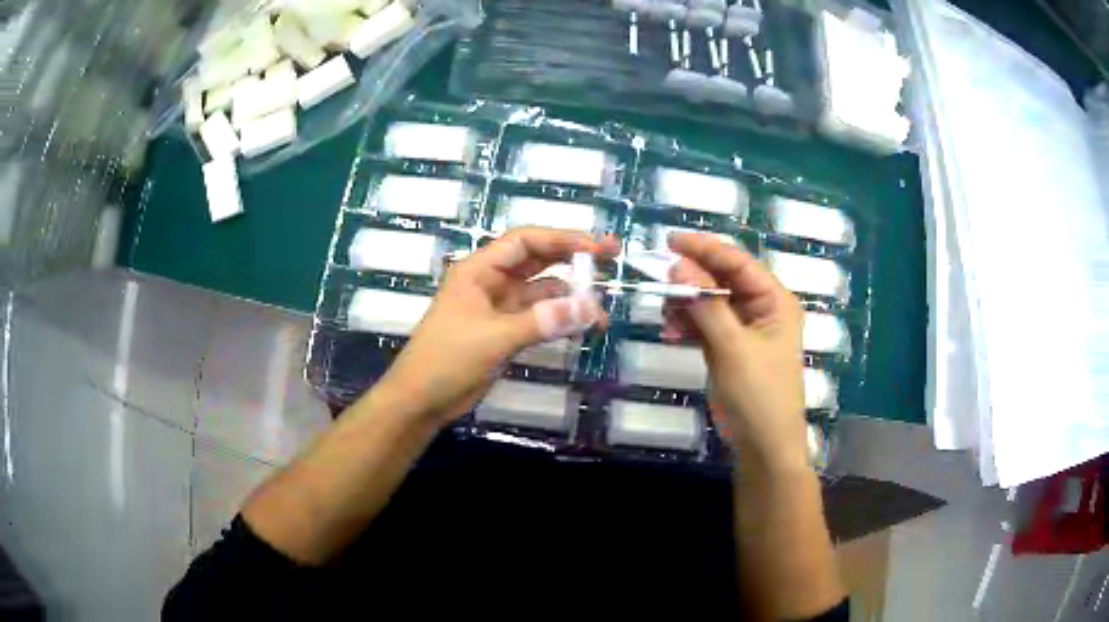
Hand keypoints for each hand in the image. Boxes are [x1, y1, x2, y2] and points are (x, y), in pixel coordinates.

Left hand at [377, 228, 616, 424]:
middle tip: (612, 259)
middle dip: (572, 259)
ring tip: (600, 314)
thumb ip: (541, 321)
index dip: (563, 239)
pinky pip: (537, 317)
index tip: (599, 248)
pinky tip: (580, 327)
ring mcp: (497, 308)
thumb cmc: (446, 360)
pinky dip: (558, 319)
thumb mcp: (493, 338)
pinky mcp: (503, 332)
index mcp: (479, 271)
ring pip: (541, 292)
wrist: (420, 400)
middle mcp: (490, 282)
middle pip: (537, 260)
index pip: (526, 241)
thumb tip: (588, 308)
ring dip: (569, 297)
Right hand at [664, 232, 808, 473]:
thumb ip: (707, 305)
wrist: (762, 445)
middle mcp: (761, 307)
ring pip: (710, 301)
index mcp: (774, 300)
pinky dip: (687, 325)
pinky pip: (704, 323)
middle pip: (723, 279)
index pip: (738, 262)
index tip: (670, 242)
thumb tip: (678, 265)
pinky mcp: (728, 346)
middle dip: (692, 278)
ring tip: (665, 314)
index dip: (705, 249)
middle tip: (659, 276)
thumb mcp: (733, 348)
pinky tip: (671, 333)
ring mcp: (744, 327)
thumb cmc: (759, 395)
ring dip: (686, 303)